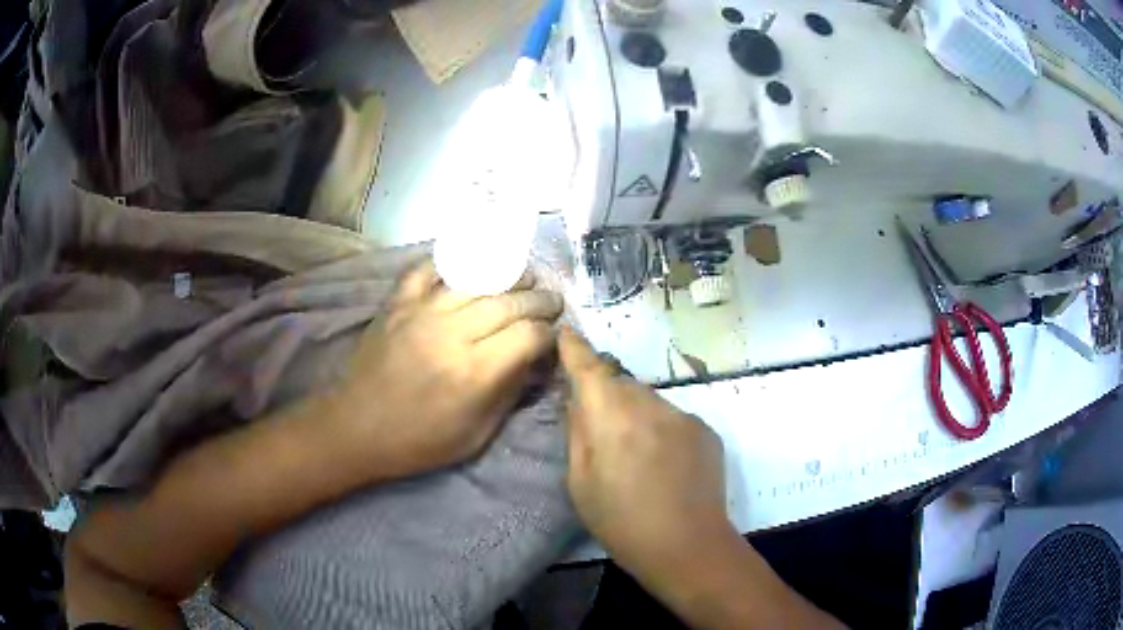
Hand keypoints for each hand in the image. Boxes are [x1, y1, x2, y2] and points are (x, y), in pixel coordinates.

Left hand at [332, 260, 563, 478]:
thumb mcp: (477, 434)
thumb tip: (535, 361)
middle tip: (552, 302)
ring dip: (508, 275)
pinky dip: (452, 263)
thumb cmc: (420, 441)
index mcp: (475, 372)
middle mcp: (452, 332)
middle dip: (540, 300)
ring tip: (524, 280)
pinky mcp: (398, 302)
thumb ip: (510, 392)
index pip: (529, 335)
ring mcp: (421, 310)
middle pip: (511, 301)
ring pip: (477, 278)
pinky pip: (429, 268)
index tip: (553, 337)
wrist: (357, 428)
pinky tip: (470, 269)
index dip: (549, 333)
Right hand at [559, 328, 733, 580]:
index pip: (589, 368)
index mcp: (612, 417)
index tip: (567, 331)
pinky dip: (660, 430)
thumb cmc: (621, 523)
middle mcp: (650, 404)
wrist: (688, 546)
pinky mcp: (705, 429)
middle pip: (620, 384)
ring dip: (635, 415)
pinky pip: (672, 418)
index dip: (575, 348)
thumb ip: (578, 433)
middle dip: (606, 395)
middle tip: (601, 430)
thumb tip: (578, 401)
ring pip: (648, 400)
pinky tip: (663, 463)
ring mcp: (683, 415)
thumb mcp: (580, 483)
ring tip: (635, 455)